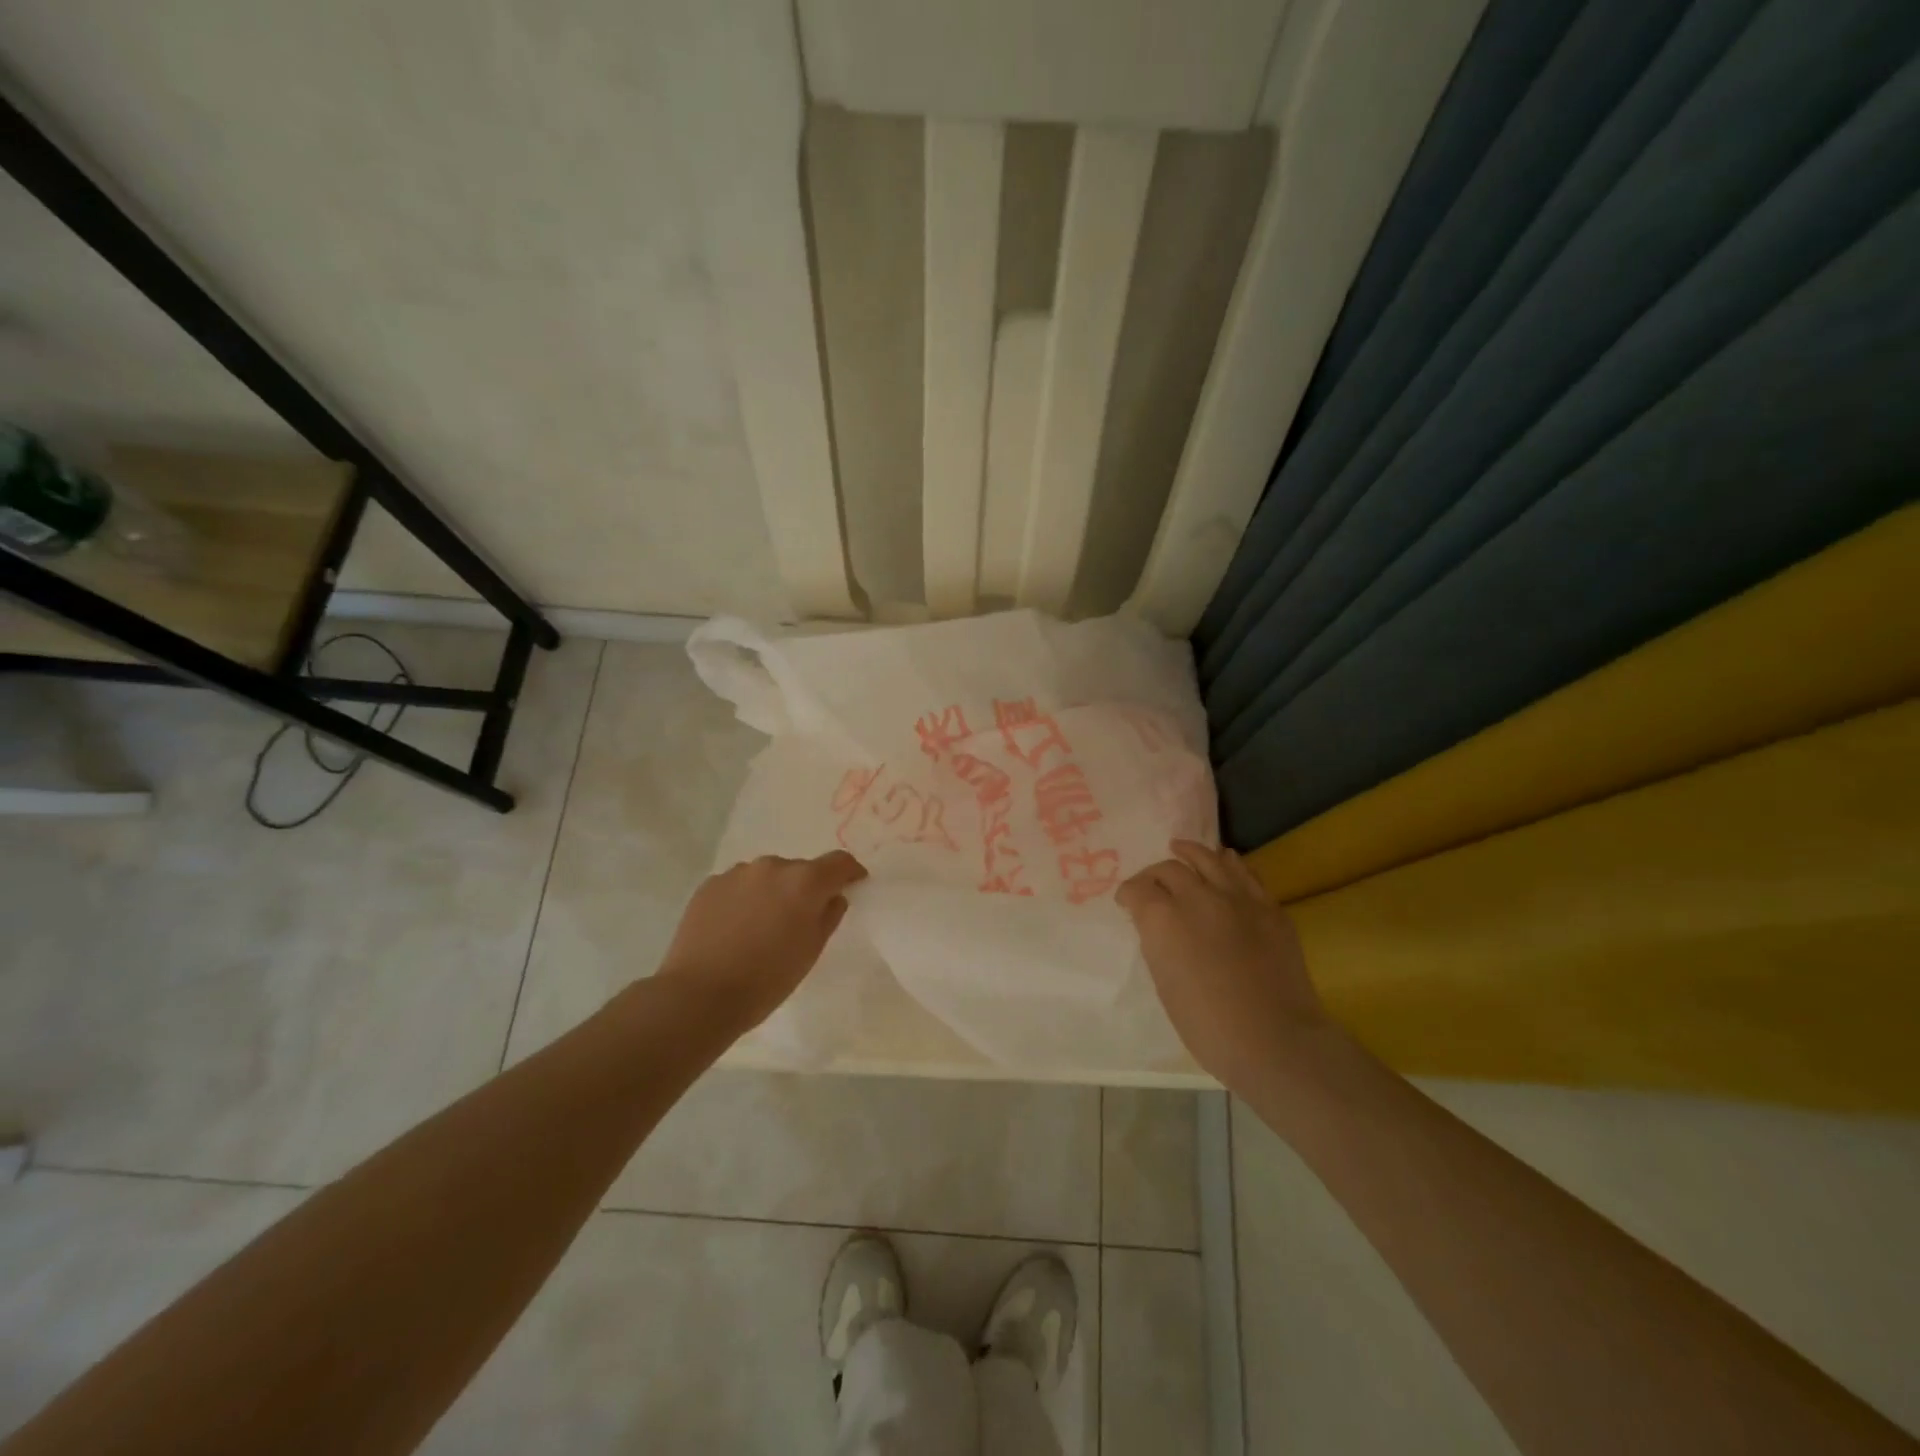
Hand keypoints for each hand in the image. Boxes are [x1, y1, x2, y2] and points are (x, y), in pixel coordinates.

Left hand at [657, 851, 867, 1032]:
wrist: (699, 995)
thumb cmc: (767, 979)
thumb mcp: (811, 951)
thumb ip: (829, 916)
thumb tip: (832, 897)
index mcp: (804, 881)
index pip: (839, 862)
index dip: (850, 873)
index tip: (853, 885)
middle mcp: (772, 866)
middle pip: (800, 870)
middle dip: (805, 889)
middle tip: (799, 919)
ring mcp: (737, 873)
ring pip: (766, 876)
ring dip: (772, 892)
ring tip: (762, 926)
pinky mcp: (709, 885)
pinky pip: (738, 886)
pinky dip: (744, 899)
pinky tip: (735, 929)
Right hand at [1117, 840, 1328, 1091]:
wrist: (1275, 1041)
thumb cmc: (1208, 1025)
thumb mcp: (1164, 983)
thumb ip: (1158, 944)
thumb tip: (1160, 927)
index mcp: (1164, 919)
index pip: (1138, 889)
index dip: (1128, 894)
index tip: (1126, 901)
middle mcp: (1198, 897)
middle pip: (1170, 869)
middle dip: (1155, 874)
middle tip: (1151, 884)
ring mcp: (1238, 898)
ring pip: (1209, 859)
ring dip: (1190, 853)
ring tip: (1181, 848)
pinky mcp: (1269, 907)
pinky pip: (1245, 873)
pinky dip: (1228, 863)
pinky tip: (1224, 860)